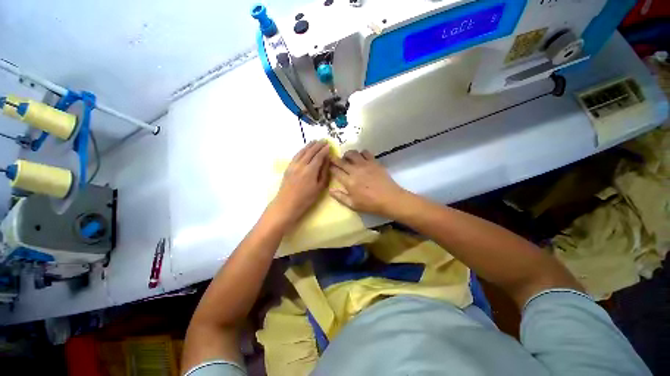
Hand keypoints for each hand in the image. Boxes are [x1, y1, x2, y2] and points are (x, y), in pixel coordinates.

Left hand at [269, 141, 330, 226]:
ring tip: (315, 141)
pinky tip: (304, 149)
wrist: (286, 204)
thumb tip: (327, 161)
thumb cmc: (306, 199)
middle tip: (324, 140)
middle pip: (310, 151)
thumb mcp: (319, 188)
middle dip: (317, 145)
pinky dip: (301, 150)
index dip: (324, 150)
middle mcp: (301, 165)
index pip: (319, 156)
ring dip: (309, 145)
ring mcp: (293, 165)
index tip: (329, 145)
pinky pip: (296, 155)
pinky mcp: (288, 167)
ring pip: (302, 152)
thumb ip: (324, 173)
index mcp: (310, 170)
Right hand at [329, 150, 406, 217]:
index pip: (335, 171)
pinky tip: (361, 158)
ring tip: (347, 158)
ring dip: (347, 154)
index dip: (330, 167)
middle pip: (341, 160)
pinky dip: (361, 153)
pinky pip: (365, 152)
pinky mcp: (374, 162)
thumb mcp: (353, 205)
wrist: (390, 199)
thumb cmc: (370, 204)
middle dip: (335, 159)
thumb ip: (340, 197)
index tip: (329, 166)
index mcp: (349, 182)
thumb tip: (330, 190)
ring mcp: (365, 164)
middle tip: (333, 159)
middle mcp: (355, 170)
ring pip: (352, 153)